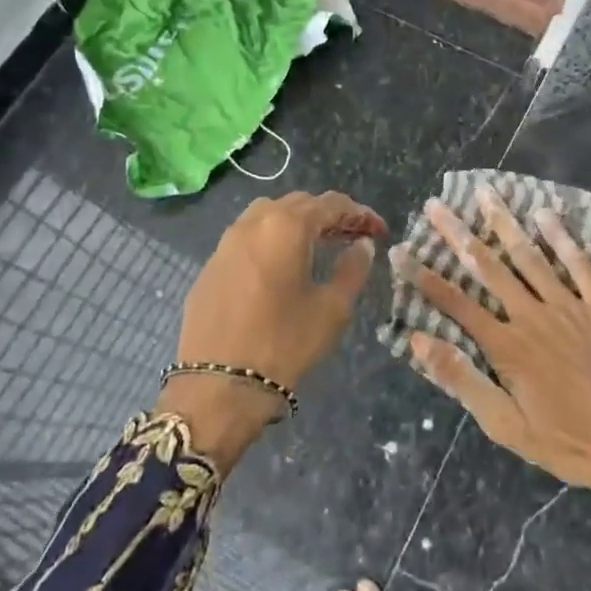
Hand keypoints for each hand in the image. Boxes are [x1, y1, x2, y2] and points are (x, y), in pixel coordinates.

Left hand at [161, 191, 384, 468]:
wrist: (217, 387)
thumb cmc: (284, 344)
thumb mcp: (332, 309)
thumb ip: (352, 269)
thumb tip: (362, 245)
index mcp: (286, 226)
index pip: (331, 204)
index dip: (360, 214)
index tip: (380, 231)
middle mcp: (253, 223)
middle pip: (298, 203)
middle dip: (330, 215)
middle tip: (354, 237)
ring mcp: (226, 243)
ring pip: (268, 216)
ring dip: (298, 223)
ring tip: (319, 246)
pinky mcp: (210, 267)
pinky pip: (248, 238)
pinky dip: (272, 240)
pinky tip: (283, 266)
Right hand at [400, 188, 590, 528]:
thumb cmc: (566, 442)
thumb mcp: (505, 426)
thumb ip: (462, 380)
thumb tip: (418, 340)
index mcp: (506, 346)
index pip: (455, 303)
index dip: (424, 277)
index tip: (401, 251)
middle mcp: (533, 316)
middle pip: (488, 267)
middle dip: (458, 234)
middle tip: (435, 205)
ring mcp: (570, 306)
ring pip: (530, 257)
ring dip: (504, 223)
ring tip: (485, 194)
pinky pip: (579, 264)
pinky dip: (562, 237)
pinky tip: (545, 213)